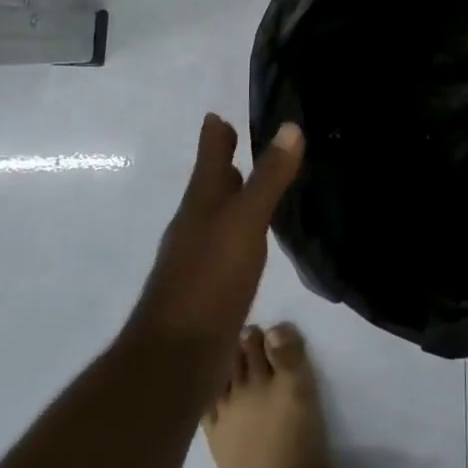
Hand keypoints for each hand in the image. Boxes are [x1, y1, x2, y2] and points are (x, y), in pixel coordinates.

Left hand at [133, 114, 303, 351]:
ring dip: (235, 195)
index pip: (210, 154)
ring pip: (219, 213)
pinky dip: (241, 230)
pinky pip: (228, 244)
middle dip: (225, 161)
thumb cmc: (209, 278)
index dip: (217, 131)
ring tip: (257, 183)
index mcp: (202, 201)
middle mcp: (196, 223)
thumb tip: (291, 127)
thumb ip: (269, 177)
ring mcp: (199, 256)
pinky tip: (255, 239)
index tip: (221, 111)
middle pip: (211, 182)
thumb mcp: (245, 220)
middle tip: (244, 139)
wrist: (177, 356)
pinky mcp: (209, 286)